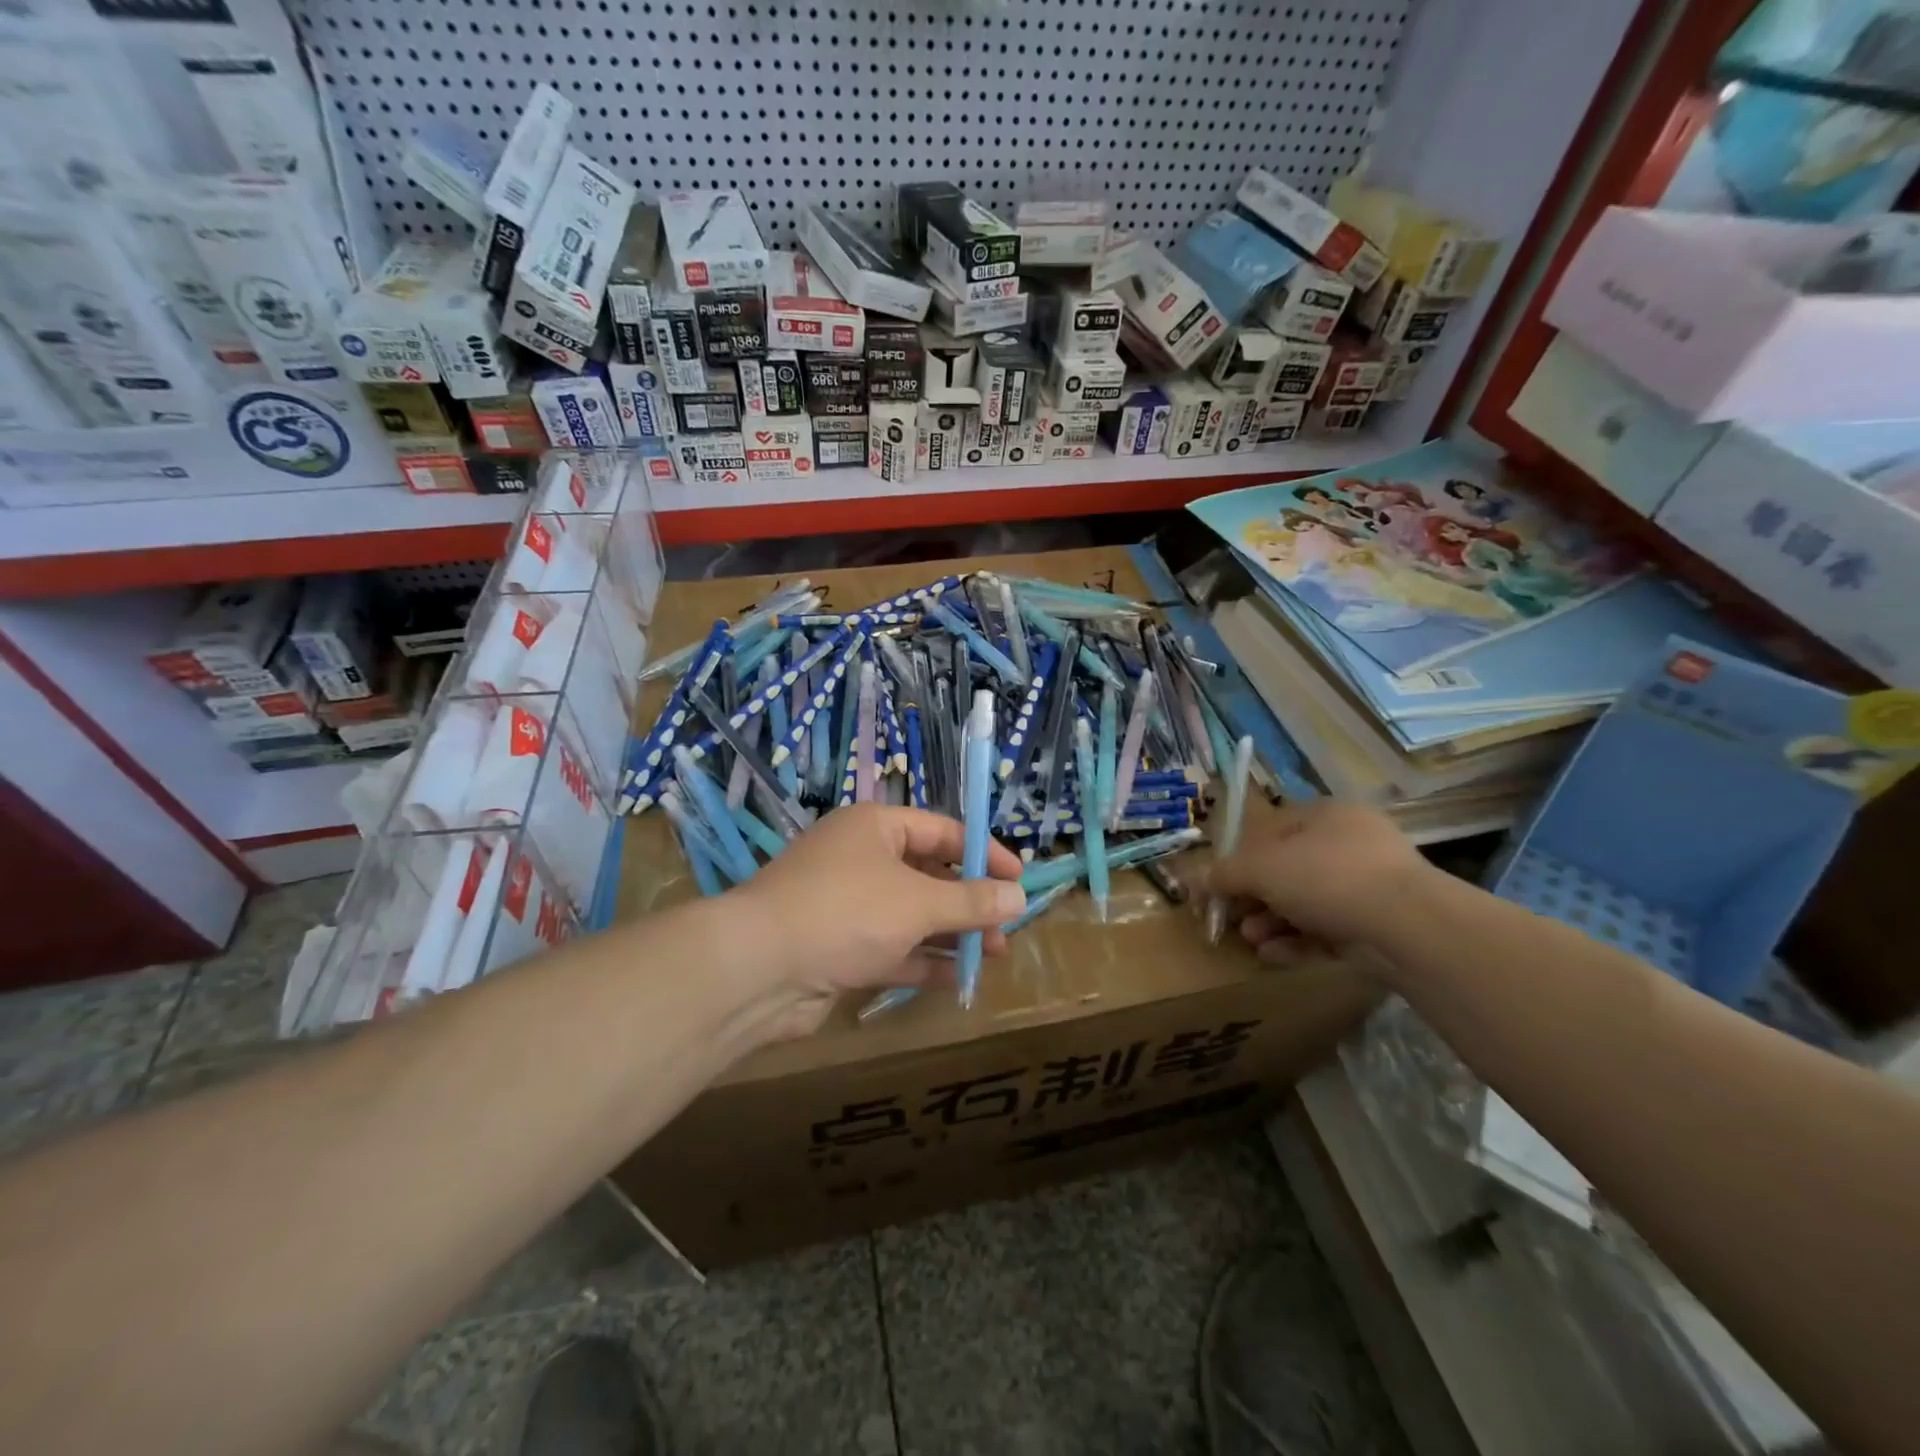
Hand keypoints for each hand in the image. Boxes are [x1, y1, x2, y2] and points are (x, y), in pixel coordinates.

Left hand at [727, 804, 1026, 1038]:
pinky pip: (890, 949)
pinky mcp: (838, 949)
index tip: (1018, 878)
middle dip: (968, 900)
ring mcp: (846, 906)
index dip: (983, 852)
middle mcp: (860, 860)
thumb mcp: (917, 902)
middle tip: (1007, 926)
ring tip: (993, 953)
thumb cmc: (845, 912)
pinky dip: (922, 961)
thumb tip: (1018, 897)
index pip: (941, 830)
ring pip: (911, 915)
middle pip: (927, 874)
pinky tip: (957, 979)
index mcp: (874, 828)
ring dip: (950, 933)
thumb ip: (970, 901)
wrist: (757, 969)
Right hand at [1209, 800, 1429, 959]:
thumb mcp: (1261, 868)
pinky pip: (1328, 930)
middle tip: (1233, 918)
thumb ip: (1226, 873)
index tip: (1219, 884)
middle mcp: (1349, 844)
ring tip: (1251, 940)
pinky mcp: (1379, 925)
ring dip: (1272, 921)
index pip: (1271, 830)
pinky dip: (1298, 941)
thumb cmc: (1327, 877)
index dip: (1239, 857)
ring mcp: (1369, 886)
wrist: (1408, 927)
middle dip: (1254, 897)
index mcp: (1325, 816)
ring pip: (1306, 903)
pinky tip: (1273, 955)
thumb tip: (1199, 880)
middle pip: (1287, 870)